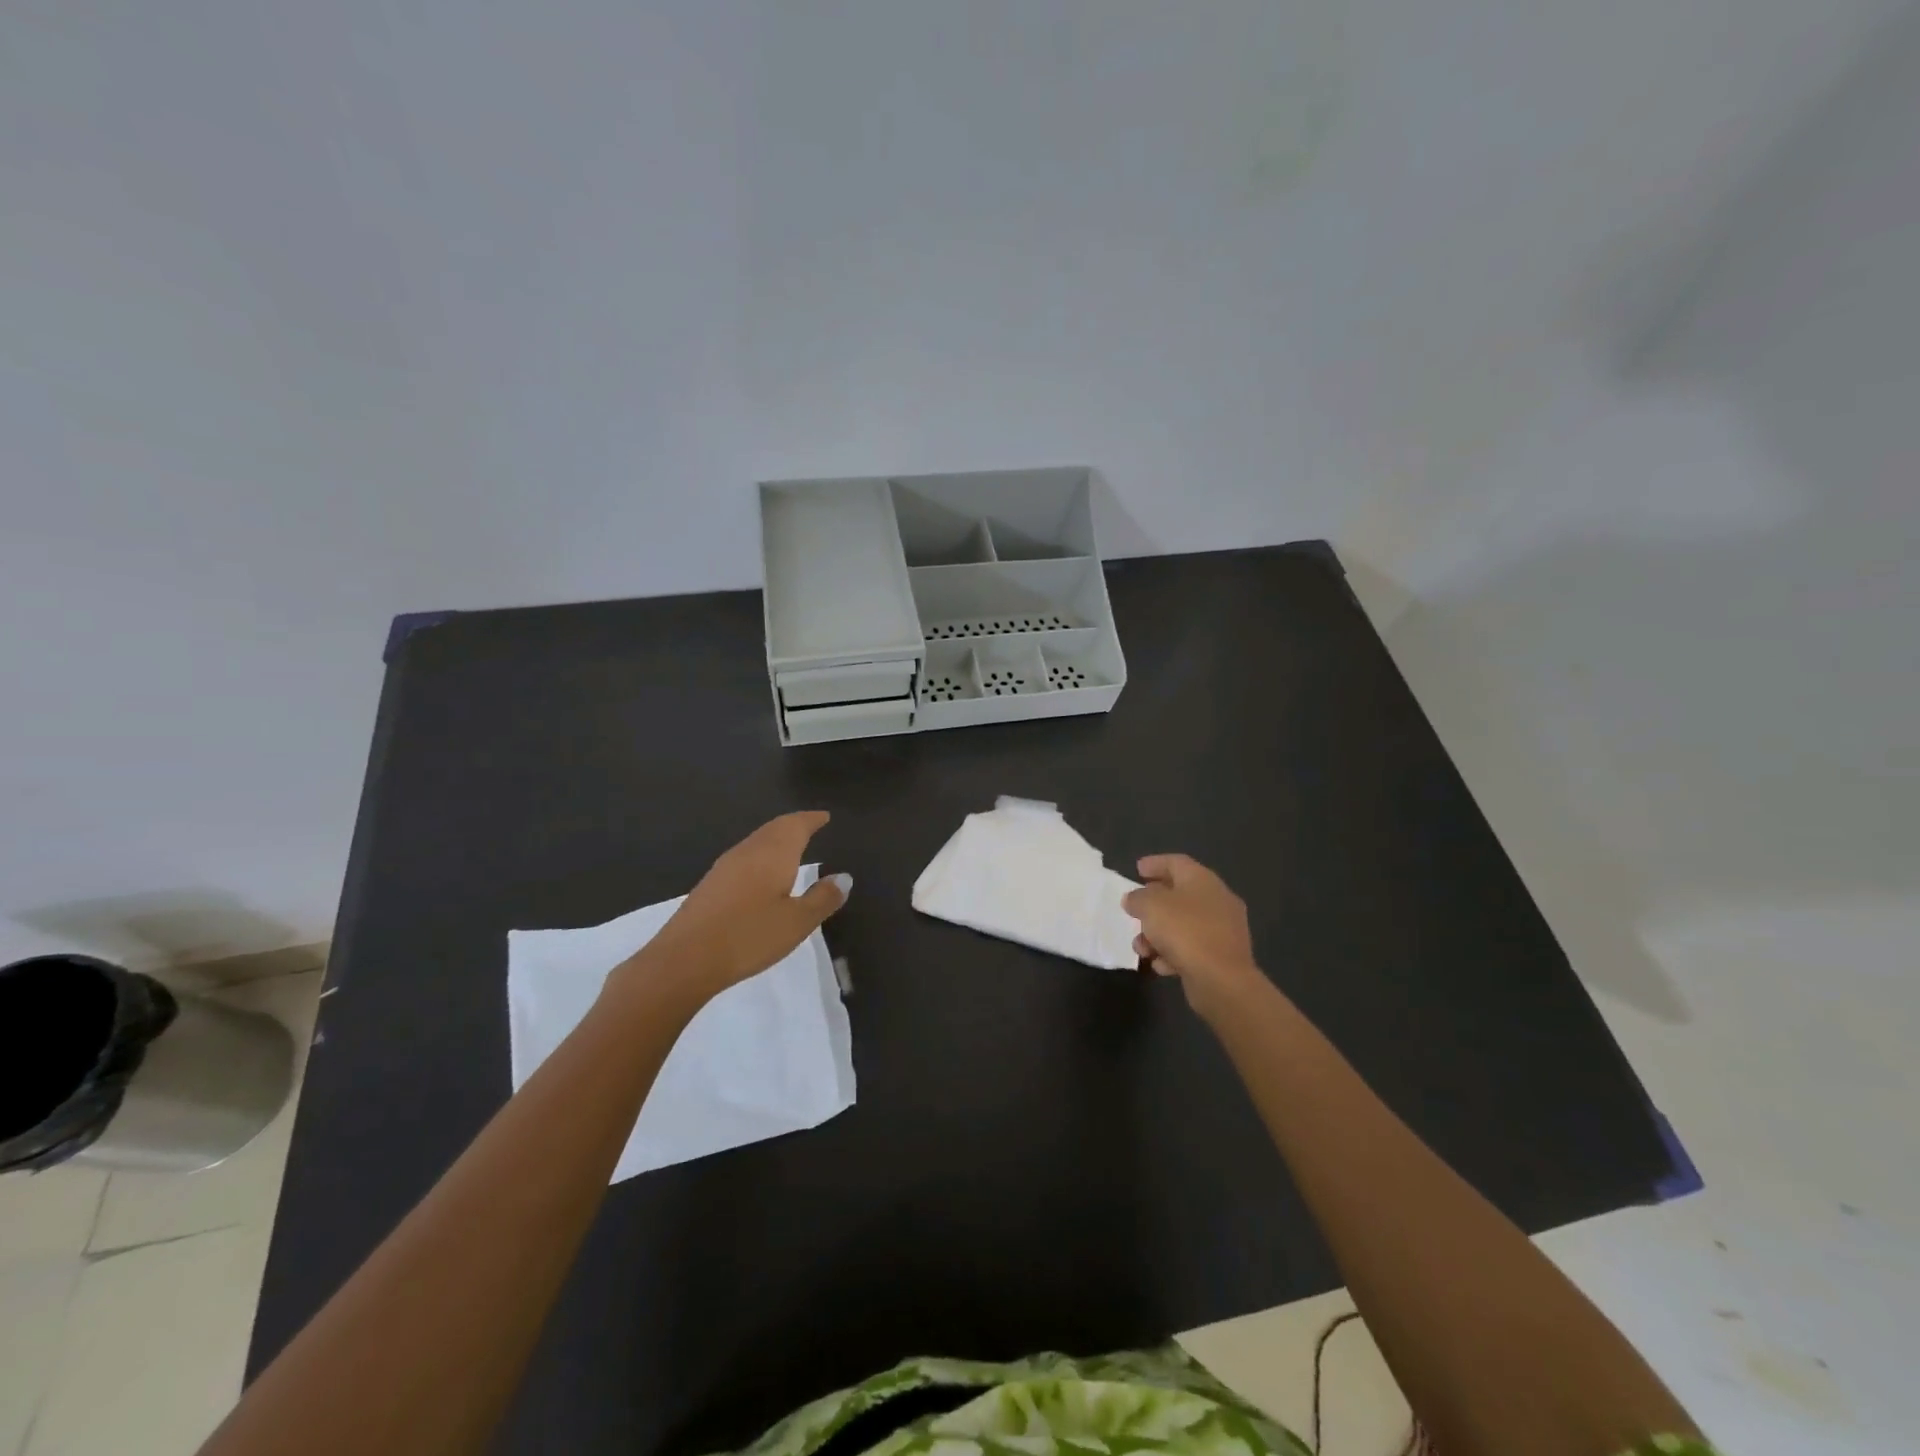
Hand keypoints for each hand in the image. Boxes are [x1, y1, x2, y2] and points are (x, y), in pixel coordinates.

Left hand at [625, 811, 848, 1002]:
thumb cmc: (749, 936)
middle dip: (794, 825)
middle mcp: (748, 851)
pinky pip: (744, 858)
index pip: (796, 825)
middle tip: (811, 825)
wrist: (684, 959)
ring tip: (791, 847)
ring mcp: (725, 867)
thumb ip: (822, 898)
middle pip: (774, 829)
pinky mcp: (710, 885)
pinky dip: (761, 856)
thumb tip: (844, 877)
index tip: (825, 817)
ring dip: (776, 840)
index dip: (812, 819)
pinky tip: (762, 875)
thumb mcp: (797, 922)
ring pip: (757, 842)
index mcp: (773, 853)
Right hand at [1123, 854, 1264, 1016]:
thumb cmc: (1185, 931)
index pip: (1177, 862)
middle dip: (1153, 904)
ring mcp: (1223, 929)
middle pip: (1179, 894)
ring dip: (1158, 934)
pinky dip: (1173, 953)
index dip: (1155, 863)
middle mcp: (1217, 900)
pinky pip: (1192, 948)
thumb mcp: (1150, 906)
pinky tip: (1160, 965)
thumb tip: (1134, 899)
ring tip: (1141, 947)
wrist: (1222, 980)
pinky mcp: (1222, 956)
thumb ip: (1137, 898)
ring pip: (1183, 924)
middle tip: (1135, 909)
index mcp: (1202, 880)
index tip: (1137, 869)